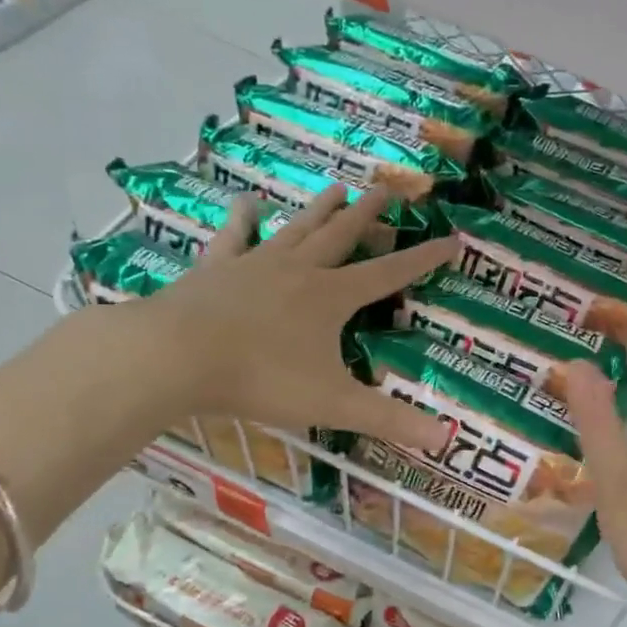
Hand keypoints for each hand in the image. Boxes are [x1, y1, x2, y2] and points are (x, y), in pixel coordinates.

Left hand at [140, 185, 454, 449]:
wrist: (176, 356)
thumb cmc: (262, 379)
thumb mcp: (334, 404)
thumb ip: (389, 421)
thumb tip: (445, 439)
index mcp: (332, 297)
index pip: (389, 274)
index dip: (422, 259)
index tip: (450, 239)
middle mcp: (299, 271)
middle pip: (342, 236)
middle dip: (368, 216)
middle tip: (388, 190)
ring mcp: (255, 265)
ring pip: (297, 230)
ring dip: (320, 209)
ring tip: (339, 188)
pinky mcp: (215, 270)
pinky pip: (234, 238)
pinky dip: (244, 220)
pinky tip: (248, 202)